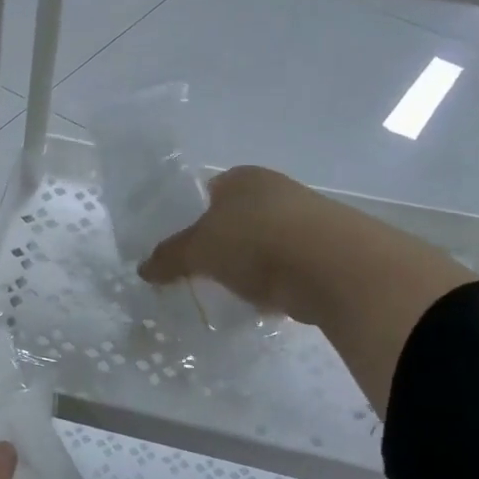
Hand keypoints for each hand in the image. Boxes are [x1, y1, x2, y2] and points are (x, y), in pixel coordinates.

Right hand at [139, 166, 331, 320]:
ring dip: (249, 264)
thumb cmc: (255, 242)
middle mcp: (276, 189)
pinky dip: (275, 282)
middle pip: (236, 218)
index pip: (207, 191)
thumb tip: (143, 269)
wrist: (334, 268)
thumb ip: (168, 258)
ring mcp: (307, 218)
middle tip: (199, 272)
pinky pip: (288, 266)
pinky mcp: (328, 250)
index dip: (190, 218)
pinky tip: (264, 300)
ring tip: (230, 291)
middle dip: (220, 244)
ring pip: (263, 242)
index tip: (180, 248)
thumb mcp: (197, 251)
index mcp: (243, 177)